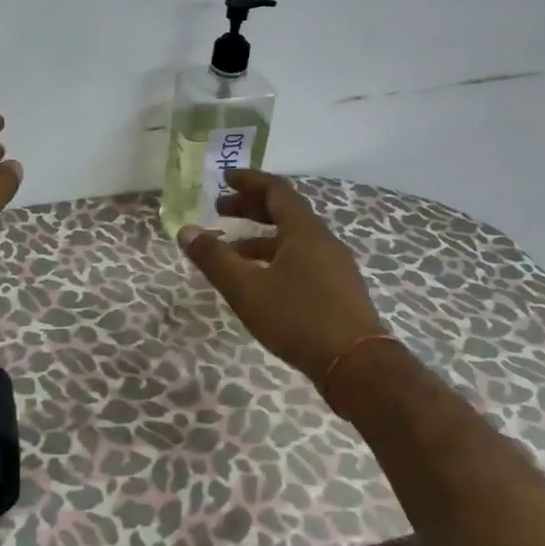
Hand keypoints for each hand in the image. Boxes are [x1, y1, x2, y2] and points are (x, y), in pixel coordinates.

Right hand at [177, 169, 388, 384]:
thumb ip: (214, 258)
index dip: (249, 181)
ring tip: (231, 252)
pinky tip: (260, 282)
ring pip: (293, 239)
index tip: (224, 179)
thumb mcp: (246, 289)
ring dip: (260, 237)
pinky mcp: (339, 290)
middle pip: (285, 212)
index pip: (275, 190)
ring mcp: (335, 266)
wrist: (357, 367)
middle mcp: (323, 241)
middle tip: (220, 210)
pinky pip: (302, 260)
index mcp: (304, 231)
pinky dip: (276, 258)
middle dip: (250, 207)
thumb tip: (186, 230)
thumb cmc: (298, 318)